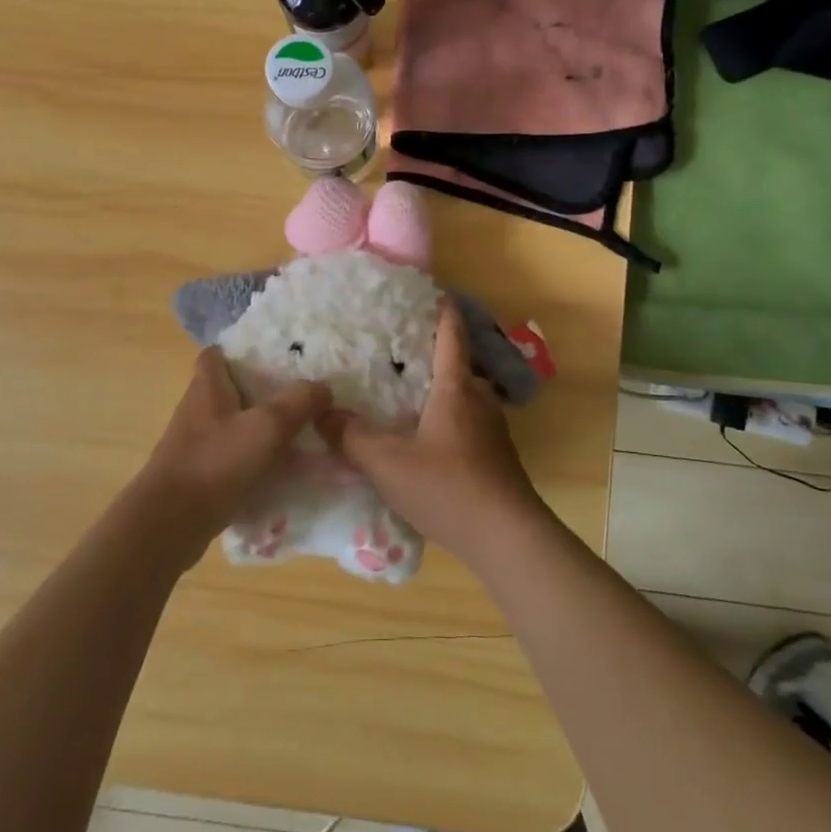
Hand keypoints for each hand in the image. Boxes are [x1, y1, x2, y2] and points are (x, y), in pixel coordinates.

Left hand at [138, 347, 330, 556]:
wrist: (169, 525)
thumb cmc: (215, 463)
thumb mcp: (266, 428)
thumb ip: (298, 403)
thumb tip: (324, 386)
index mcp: (207, 387)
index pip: (215, 354)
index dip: (239, 351)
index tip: (271, 357)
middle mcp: (197, 409)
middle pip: (229, 389)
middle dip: (260, 391)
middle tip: (298, 395)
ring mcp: (195, 444)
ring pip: (232, 425)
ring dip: (259, 429)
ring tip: (297, 434)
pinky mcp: (197, 475)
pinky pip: (230, 458)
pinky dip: (252, 461)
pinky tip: (279, 472)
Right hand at [319, 301, 550, 563]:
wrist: (507, 538)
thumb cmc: (447, 487)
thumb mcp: (388, 463)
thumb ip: (351, 437)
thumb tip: (323, 412)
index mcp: (456, 388)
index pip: (451, 336)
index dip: (443, 312)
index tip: (435, 292)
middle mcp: (479, 400)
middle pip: (458, 366)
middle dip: (433, 355)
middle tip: (400, 352)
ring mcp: (492, 431)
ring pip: (463, 398)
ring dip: (441, 392)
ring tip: (408, 396)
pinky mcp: (497, 459)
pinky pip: (468, 425)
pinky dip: (448, 421)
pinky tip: (427, 442)